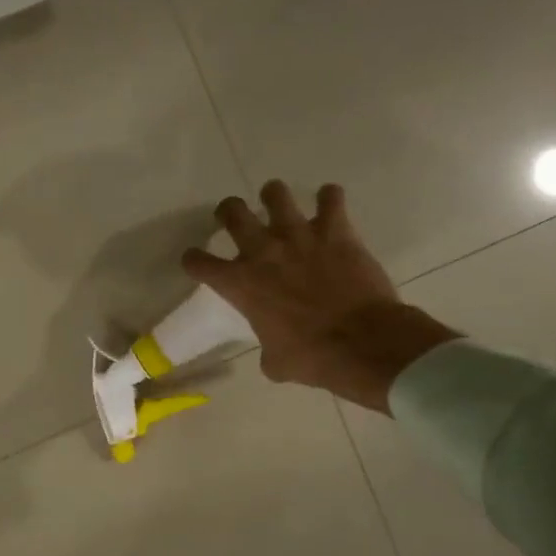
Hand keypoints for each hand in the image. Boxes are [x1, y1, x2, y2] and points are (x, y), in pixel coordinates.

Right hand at [181, 181, 457, 413]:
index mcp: (240, 284)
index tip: (197, 261)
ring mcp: (299, 235)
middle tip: (235, 218)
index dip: (193, 260)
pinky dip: (329, 198)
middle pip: (232, 211)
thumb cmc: (312, 357)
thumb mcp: (275, 362)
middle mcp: (262, 251)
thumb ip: (266, 348)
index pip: (198, 262)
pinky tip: (329, 205)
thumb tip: (273, 351)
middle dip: (229, 211)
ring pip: (275, 193)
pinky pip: (331, 197)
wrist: (362, 343)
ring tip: (278, 203)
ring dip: (274, 196)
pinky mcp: (335, 230)